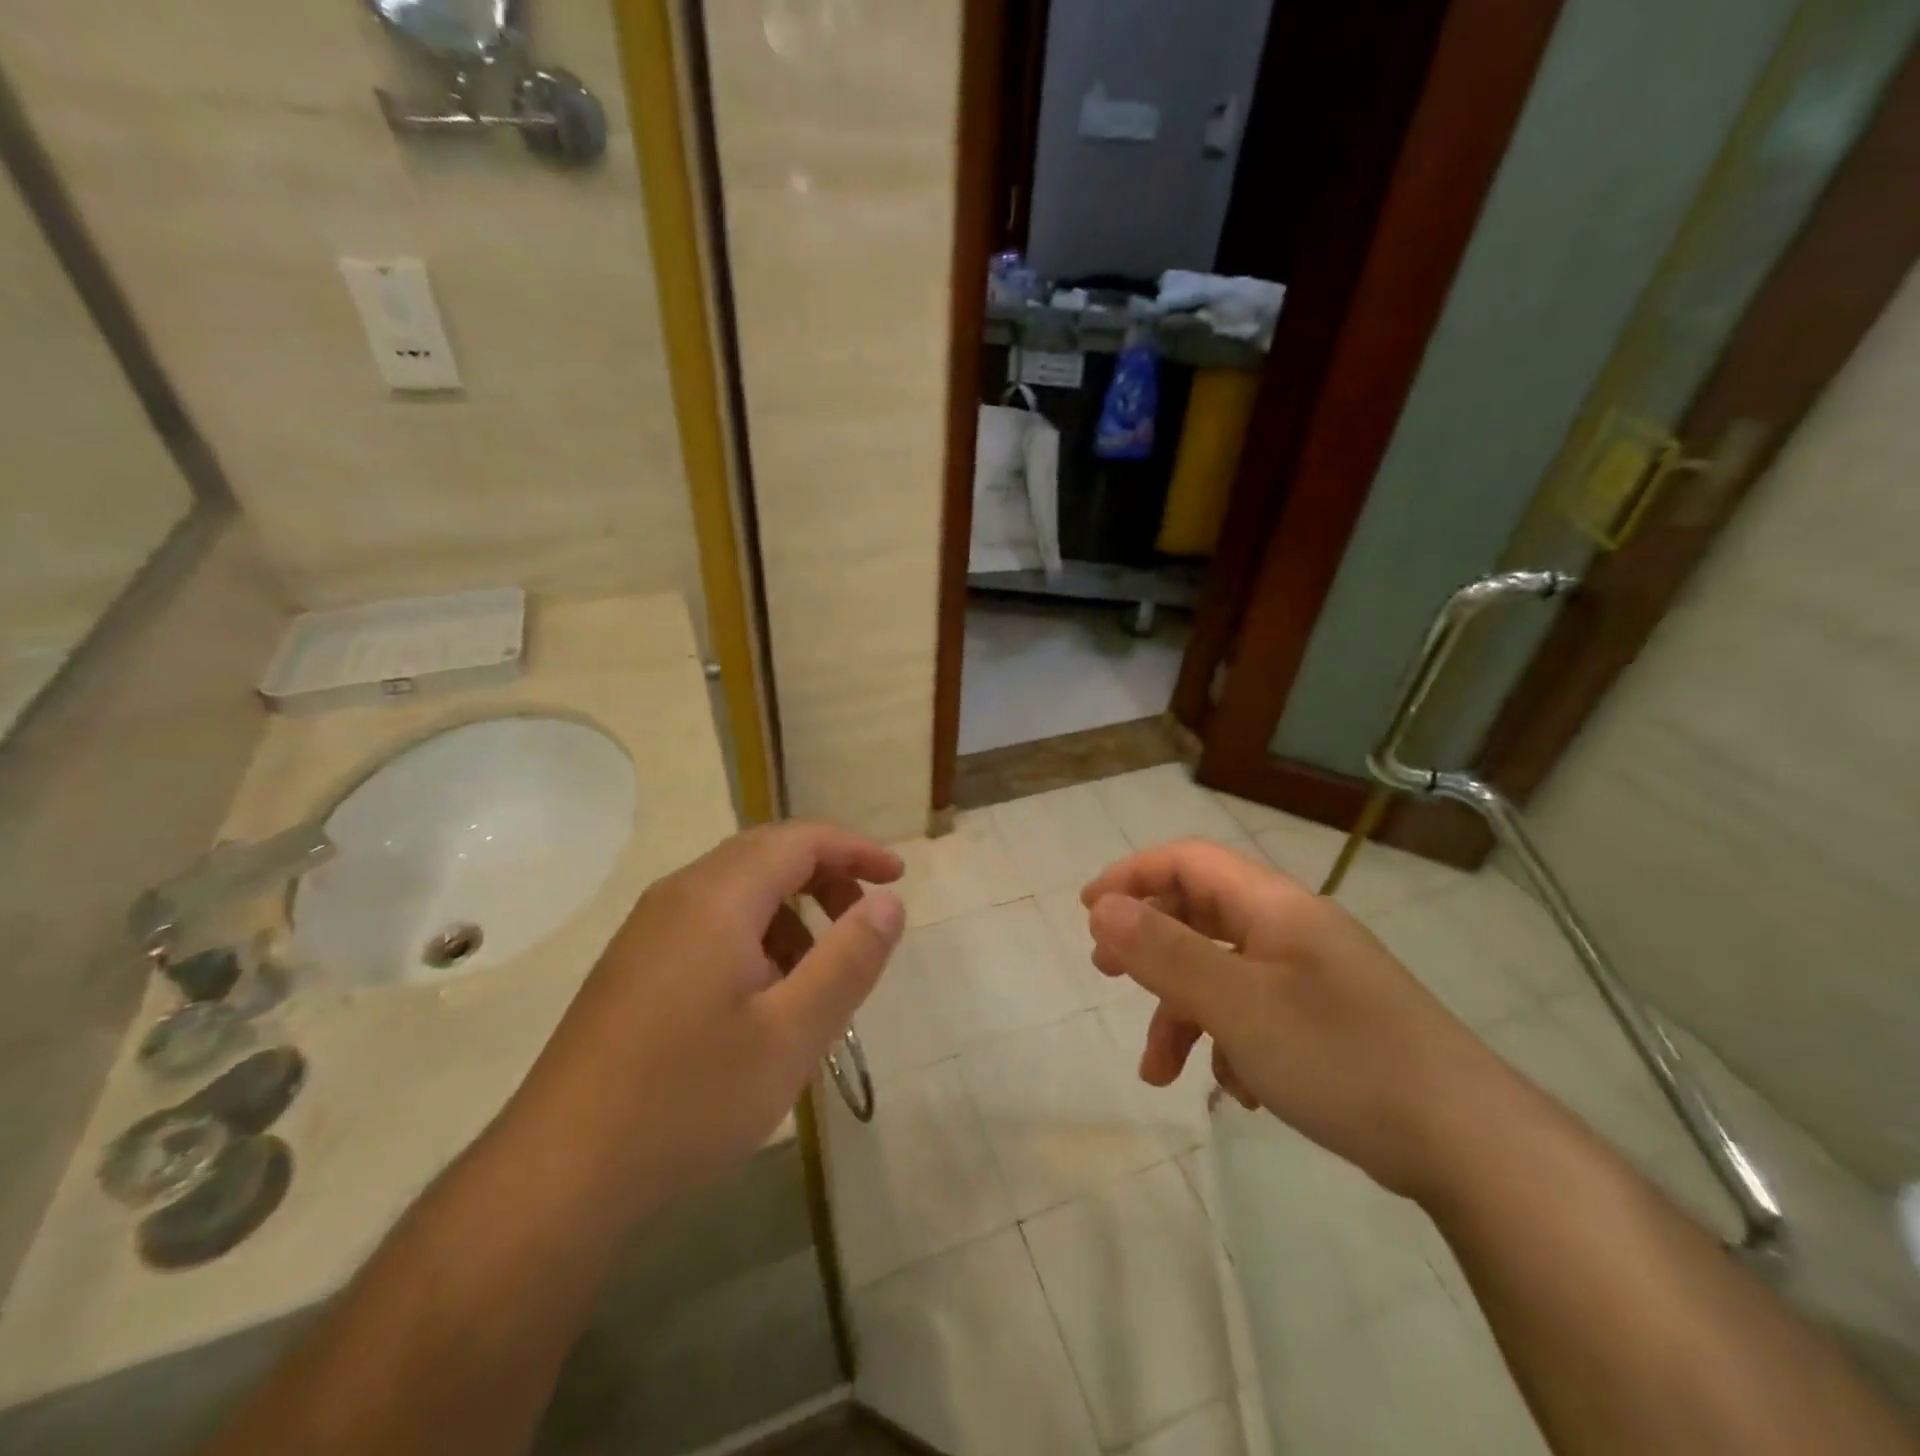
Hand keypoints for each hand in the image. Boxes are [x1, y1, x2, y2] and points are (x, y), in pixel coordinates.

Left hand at [518, 822, 904, 1214]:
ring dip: (790, 912)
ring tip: (818, 974)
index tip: (898, 877)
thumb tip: (889, 902)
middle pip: (766, 855)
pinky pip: (709, 923)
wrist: (558, 1175)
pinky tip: (763, 999)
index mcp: (716, 898)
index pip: (799, 840)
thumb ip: (849, 959)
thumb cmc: (688, 1097)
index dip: (855, 850)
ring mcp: (648, 931)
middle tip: (865, 923)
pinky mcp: (634, 966)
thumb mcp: (792, 1034)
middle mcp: (678, 896)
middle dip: (826, 877)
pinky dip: (755, 937)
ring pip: (737, 891)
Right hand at [1082, 839, 1512, 1200]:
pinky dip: (1229, 1041)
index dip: (1132, 875)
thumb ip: (1164, 952)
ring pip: (1224, 974)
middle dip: (1149, 944)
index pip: (1188, 860)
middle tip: (1107, 973)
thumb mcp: (1237, 1004)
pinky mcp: (1327, 1022)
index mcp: (1273, 906)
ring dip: (1183, 1013)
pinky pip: (1256, 1013)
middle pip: (1200, 914)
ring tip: (1159, 1071)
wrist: (1468, 1144)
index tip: (1088, 911)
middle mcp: (1292, 930)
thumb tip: (1102, 908)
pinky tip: (1237, 1089)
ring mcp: (1312, 977)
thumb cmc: (1340, 1056)